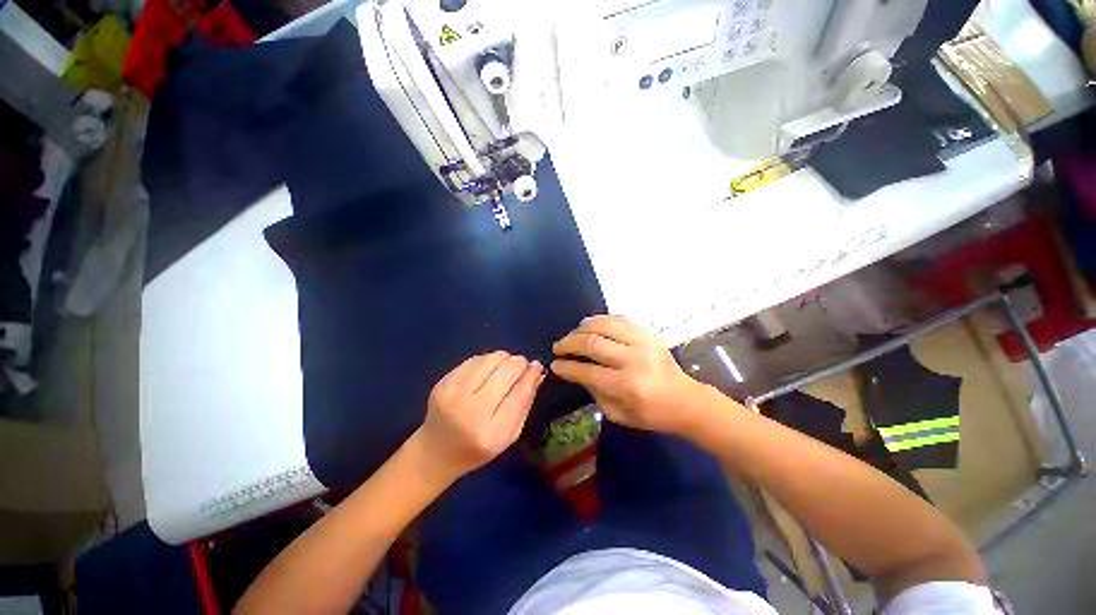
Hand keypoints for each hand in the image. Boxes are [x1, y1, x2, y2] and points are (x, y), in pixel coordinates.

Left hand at [411, 352, 543, 483]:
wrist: (436, 452)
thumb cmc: (478, 448)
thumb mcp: (509, 435)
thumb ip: (526, 403)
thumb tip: (537, 371)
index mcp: (492, 433)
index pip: (519, 393)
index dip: (531, 375)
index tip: (537, 366)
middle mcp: (471, 411)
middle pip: (506, 371)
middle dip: (519, 363)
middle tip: (522, 366)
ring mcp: (453, 394)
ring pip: (491, 359)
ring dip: (504, 359)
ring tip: (505, 368)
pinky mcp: (443, 382)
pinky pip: (475, 359)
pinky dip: (487, 360)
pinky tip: (488, 370)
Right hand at [551, 315, 708, 437]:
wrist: (684, 399)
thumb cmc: (650, 414)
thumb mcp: (618, 414)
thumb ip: (595, 391)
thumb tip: (576, 371)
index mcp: (627, 385)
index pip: (587, 371)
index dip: (567, 367)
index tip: (555, 364)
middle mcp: (633, 359)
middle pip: (592, 343)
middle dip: (569, 343)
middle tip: (558, 347)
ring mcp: (642, 342)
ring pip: (604, 324)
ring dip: (582, 328)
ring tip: (573, 334)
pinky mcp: (648, 333)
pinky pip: (619, 319)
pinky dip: (600, 320)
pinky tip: (590, 326)